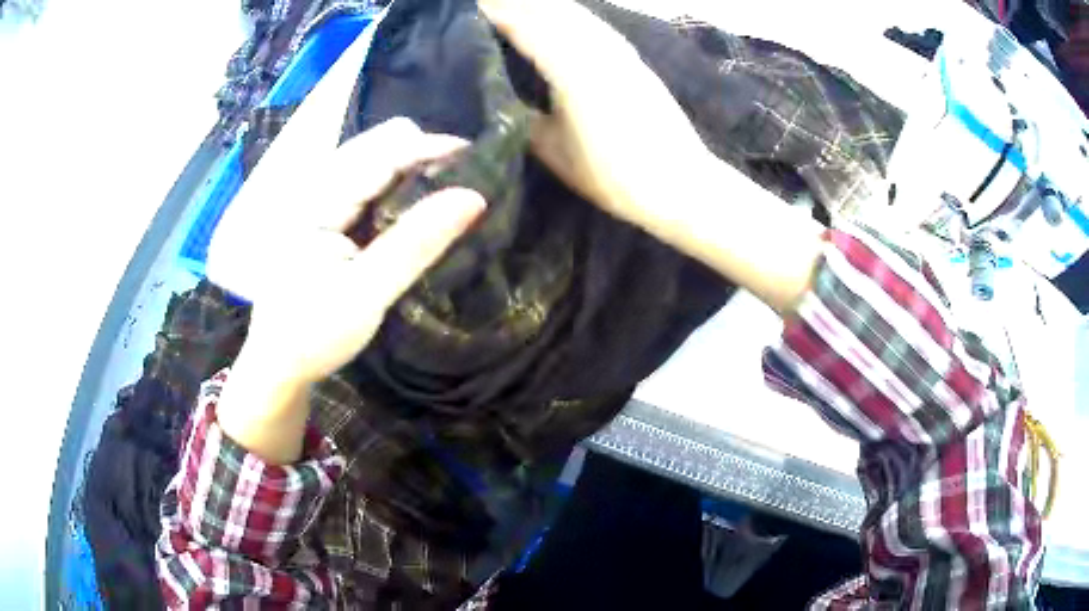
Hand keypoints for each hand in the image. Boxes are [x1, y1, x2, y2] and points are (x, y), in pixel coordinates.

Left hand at [208, 118, 485, 386]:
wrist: (277, 364)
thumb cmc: (314, 334)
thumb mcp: (368, 293)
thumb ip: (417, 243)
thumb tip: (474, 198)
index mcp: (315, 202)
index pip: (379, 154)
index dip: (429, 147)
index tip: (476, 155)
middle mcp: (312, 189)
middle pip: (373, 144)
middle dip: (419, 153)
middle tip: (458, 180)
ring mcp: (314, 200)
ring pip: (369, 160)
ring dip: (407, 167)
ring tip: (441, 191)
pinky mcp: (320, 215)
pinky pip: (362, 182)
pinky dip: (392, 185)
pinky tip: (410, 208)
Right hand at [482, 0, 824, 314]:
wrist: (680, 184)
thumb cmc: (613, 175)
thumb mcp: (553, 151)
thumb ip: (523, 118)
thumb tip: (501, 98)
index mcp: (570, 68)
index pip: (524, 24)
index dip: (495, 11)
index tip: (469, 6)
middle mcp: (595, 47)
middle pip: (550, 9)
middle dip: (516, 3)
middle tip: (486, 5)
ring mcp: (619, 50)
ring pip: (574, 13)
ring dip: (542, 5)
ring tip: (515, 7)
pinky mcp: (634, 58)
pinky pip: (592, 25)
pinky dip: (569, 15)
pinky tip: (559, 20)